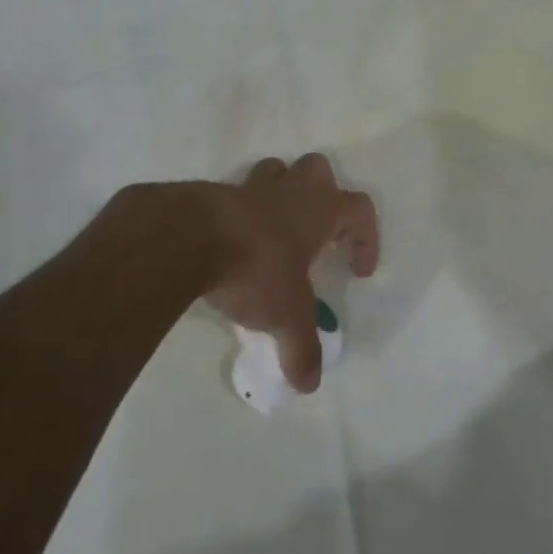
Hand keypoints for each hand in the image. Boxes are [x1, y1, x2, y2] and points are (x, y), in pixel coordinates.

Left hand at [94, 155, 378, 393]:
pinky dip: (238, 214)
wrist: (186, 238)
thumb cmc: (254, 268)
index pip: (359, 209)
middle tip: (317, 232)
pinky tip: (230, 245)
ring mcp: (248, 187)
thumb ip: (300, 349)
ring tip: (273, 232)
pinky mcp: (212, 194)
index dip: (366, 237)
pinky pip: (233, 195)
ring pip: (275, 171)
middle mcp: (288, 191)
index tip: (357, 271)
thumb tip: (309, 384)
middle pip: (319, 169)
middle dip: (324, 194)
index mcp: (318, 211)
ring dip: (281, 193)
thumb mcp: (285, 316)